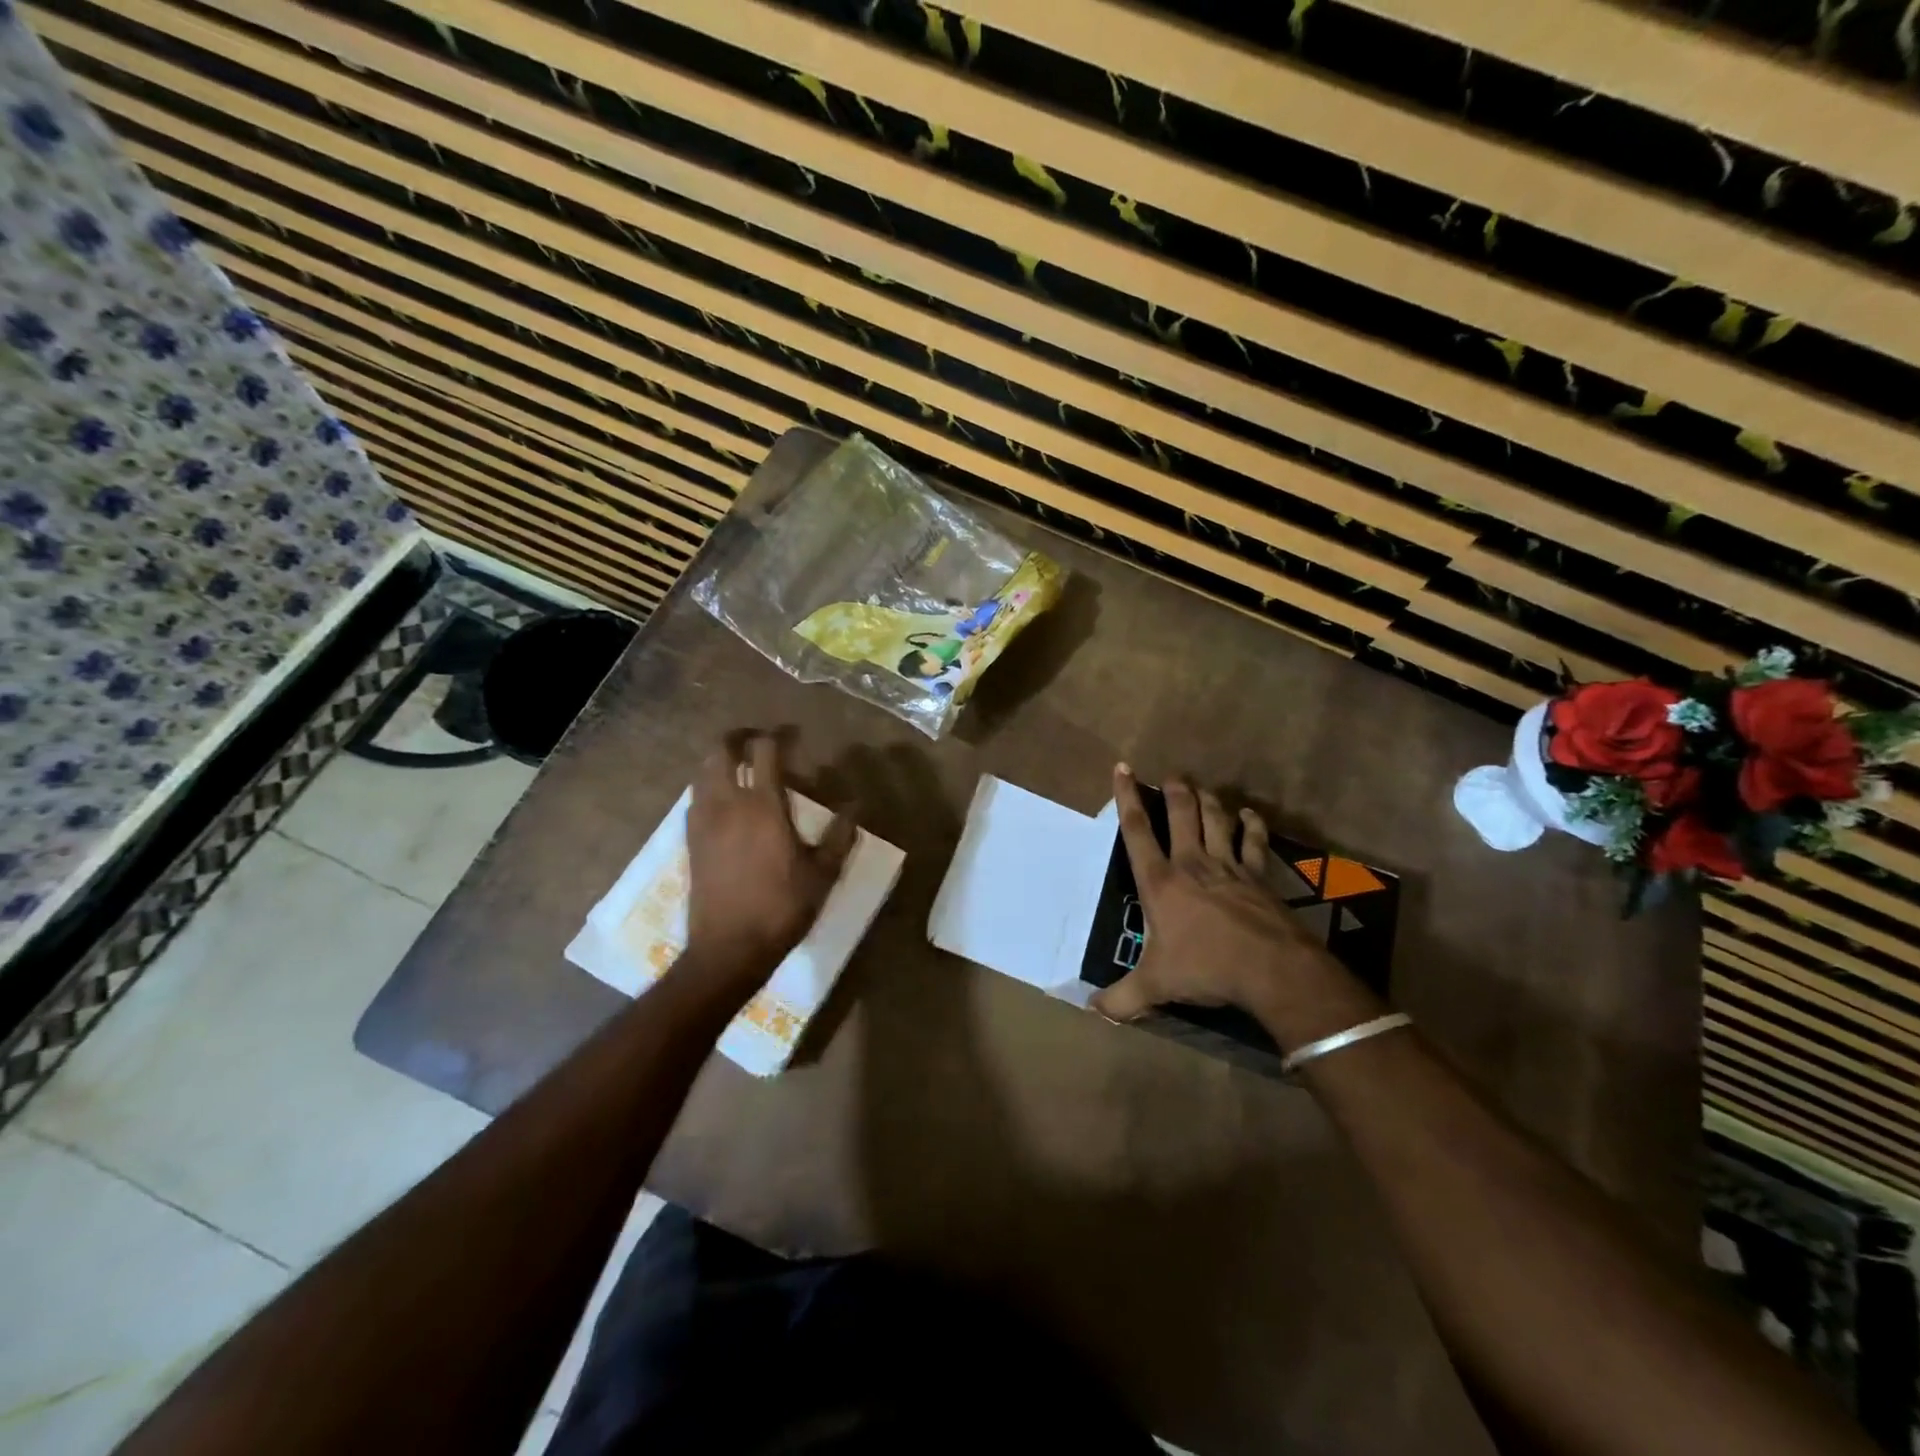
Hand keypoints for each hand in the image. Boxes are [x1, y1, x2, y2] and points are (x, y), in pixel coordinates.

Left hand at [682, 732, 855, 994]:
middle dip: (737, 736)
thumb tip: (856, 806)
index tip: (792, 734)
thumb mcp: (822, 874)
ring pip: (702, 772)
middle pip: (720, 751)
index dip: (777, 735)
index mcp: (763, 806)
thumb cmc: (781, 908)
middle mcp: (727, 804)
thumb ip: (840, 835)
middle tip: (757, 739)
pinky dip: (708, 786)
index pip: (764, 751)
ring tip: (740, 766)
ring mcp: (703, 822)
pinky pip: (695, 798)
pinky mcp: (690, 841)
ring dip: (719, 760)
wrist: (728, 949)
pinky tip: (724, 802)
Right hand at [1091, 765, 1370, 1043]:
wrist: (1270, 969)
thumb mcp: (1155, 986)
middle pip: (1181, 813)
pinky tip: (1249, 814)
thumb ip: (1121, 999)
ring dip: (1207, 799)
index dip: (1127, 796)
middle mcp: (1192, 863)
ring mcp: (1228, 866)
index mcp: (1160, 882)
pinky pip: (1254, 841)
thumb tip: (1092, 1011)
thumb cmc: (1205, 968)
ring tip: (1201, 788)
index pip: (1137, 830)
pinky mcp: (1258, 876)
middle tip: (1171, 775)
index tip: (1123, 768)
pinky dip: (1251, 824)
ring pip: (1216, 818)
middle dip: (1174, 789)